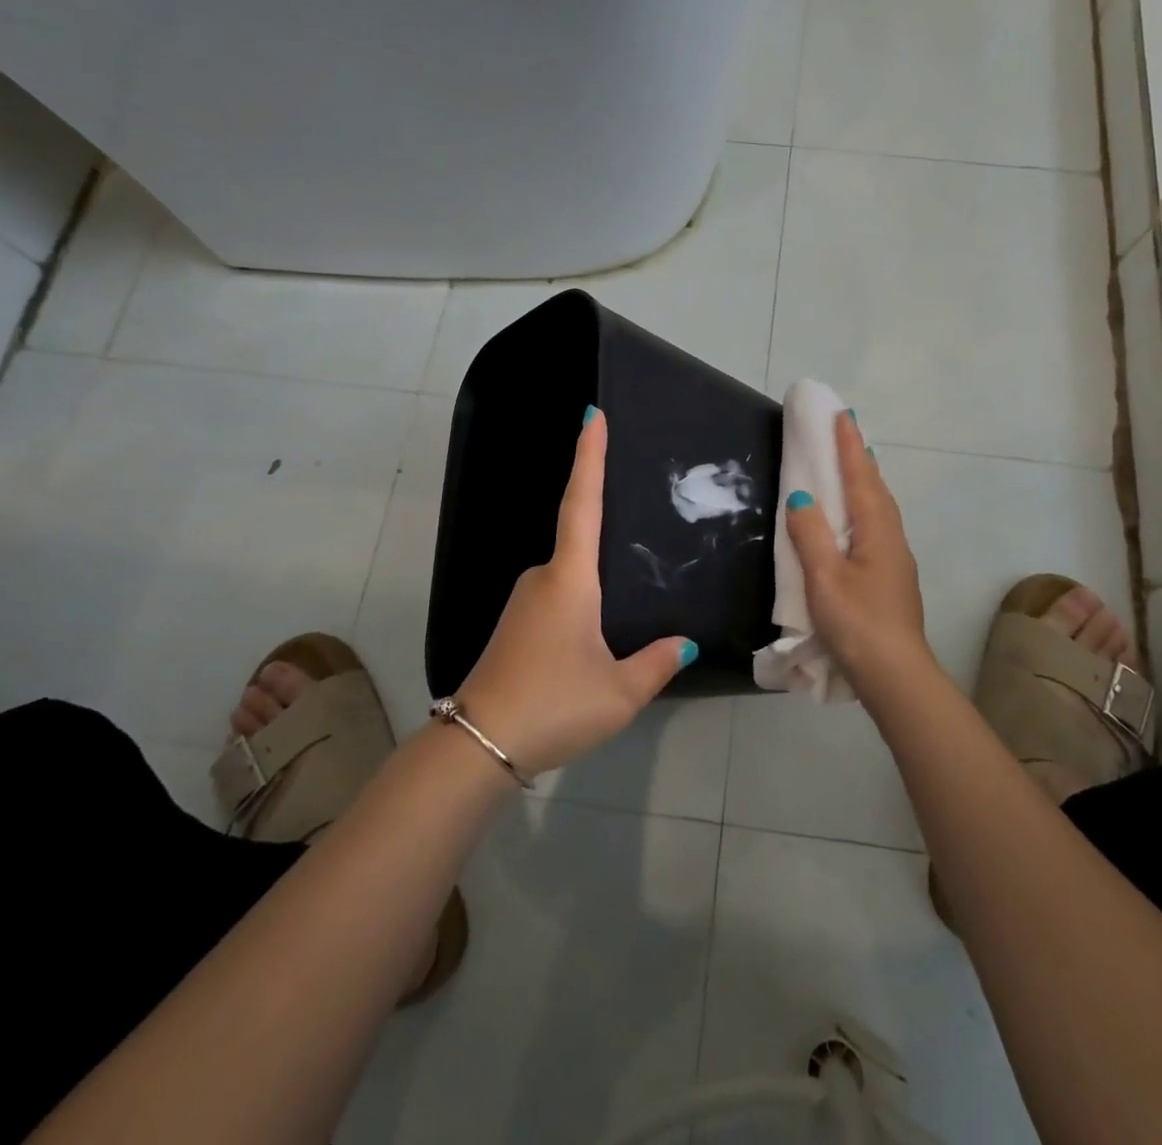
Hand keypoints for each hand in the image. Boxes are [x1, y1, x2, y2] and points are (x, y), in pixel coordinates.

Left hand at [455, 408, 693, 775]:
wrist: (477, 746)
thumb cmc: (553, 705)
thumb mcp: (619, 692)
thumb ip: (657, 663)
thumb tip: (684, 643)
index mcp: (569, 578)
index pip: (582, 502)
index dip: (589, 457)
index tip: (592, 416)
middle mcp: (542, 577)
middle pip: (579, 540)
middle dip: (607, 535)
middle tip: (645, 539)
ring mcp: (523, 601)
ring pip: (570, 577)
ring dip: (596, 584)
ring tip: (626, 612)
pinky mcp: (515, 626)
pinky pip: (558, 598)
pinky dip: (581, 604)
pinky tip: (596, 637)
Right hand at [784, 412, 935, 688]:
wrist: (895, 675)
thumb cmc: (857, 623)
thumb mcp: (824, 578)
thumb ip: (811, 535)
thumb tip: (802, 498)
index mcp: (876, 531)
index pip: (861, 477)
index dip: (850, 446)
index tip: (842, 414)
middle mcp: (891, 538)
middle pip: (876, 488)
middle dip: (860, 457)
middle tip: (846, 431)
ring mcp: (896, 559)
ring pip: (880, 508)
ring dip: (865, 481)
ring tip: (852, 466)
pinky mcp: (892, 578)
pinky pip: (877, 526)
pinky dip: (865, 507)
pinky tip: (856, 518)